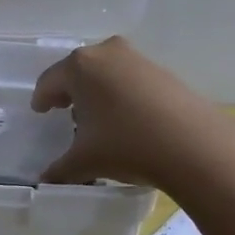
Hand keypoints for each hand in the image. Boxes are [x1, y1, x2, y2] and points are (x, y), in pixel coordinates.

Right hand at [31, 37, 231, 187]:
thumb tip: (46, 180)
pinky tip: (128, 119)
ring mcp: (138, 59)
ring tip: (98, 119)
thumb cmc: (126, 144)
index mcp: (79, 67)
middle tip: (66, 113)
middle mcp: (106, 53)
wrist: (193, 144)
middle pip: (78, 71)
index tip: (41, 112)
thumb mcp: (85, 162)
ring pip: (106, 73)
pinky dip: (122, 94)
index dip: (42, 99)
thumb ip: (60, 169)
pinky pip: (130, 80)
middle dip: (70, 92)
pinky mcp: (163, 71)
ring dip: (98, 92)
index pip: (49, 81)